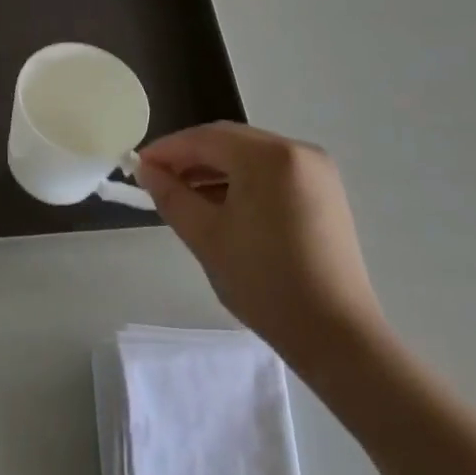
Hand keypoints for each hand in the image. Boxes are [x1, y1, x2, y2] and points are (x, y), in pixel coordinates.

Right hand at [137, 123, 384, 374]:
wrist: (337, 336)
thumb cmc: (265, 283)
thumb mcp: (207, 237)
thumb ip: (171, 195)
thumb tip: (146, 170)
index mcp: (269, 156)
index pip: (205, 138)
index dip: (167, 149)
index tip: (138, 166)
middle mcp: (297, 150)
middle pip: (230, 142)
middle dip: (190, 158)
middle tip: (157, 180)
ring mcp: (316, 170)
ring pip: (250, 156)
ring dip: (215, 170)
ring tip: (184, 196)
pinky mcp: (325, 192)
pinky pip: (272, 172)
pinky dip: (243, 182)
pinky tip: (221, 205)